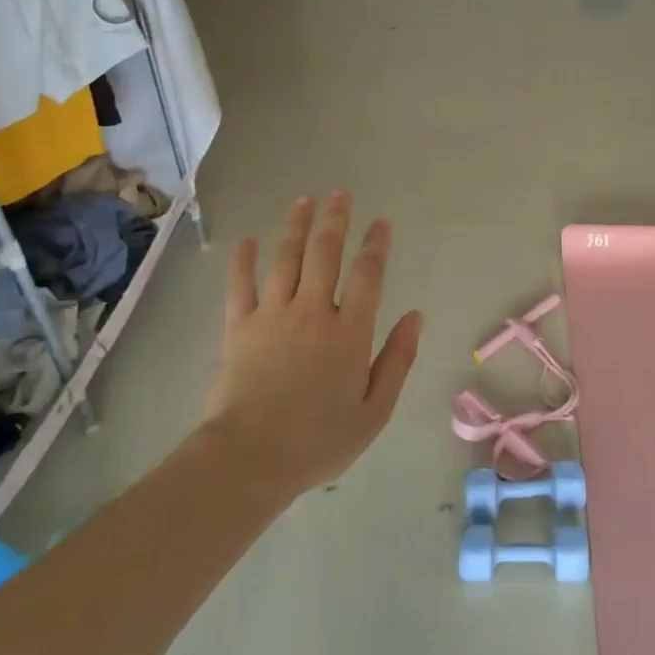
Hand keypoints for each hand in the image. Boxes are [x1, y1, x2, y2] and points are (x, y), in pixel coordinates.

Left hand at [198, 194, 422, 500]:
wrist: (250, 458)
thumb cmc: (320, 440)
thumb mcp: (375, 410)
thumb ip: (397, 359)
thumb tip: (415, 316)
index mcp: (349, 332)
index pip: (368, 275)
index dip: (376, 245)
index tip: (381, 223)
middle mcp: (313, 311)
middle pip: (326, 254)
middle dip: (335, 220)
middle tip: (340, 195)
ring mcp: (272, 315)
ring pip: (286, 258)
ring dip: (296, 226)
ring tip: (304, 201)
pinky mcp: (238, 327)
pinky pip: (240, 285)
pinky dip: (242, 260)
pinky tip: (247, 240)